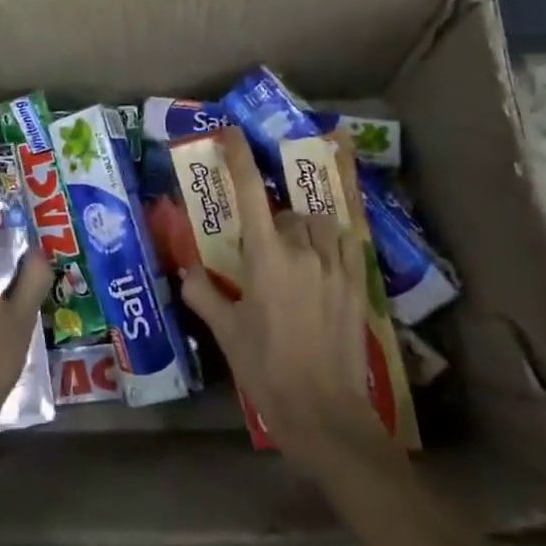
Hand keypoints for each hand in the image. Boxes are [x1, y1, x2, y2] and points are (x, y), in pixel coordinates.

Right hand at [179, 127, 391, 482]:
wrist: (324, 412)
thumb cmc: (266, 370)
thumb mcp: (227, 332)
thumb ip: (204, 294)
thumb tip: (187, 272)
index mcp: (267, 258)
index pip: (251, 194)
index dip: (239, 158)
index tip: (231, 133)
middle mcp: (303, 251)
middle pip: (286, 213)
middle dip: (271, 222)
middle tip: (259, 250)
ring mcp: (335, 267)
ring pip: (319, 224)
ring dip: (303, 229)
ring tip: (293, 253)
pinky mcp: (357, 285)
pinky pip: (348, 244)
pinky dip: (333, 240)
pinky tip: (325, 255)